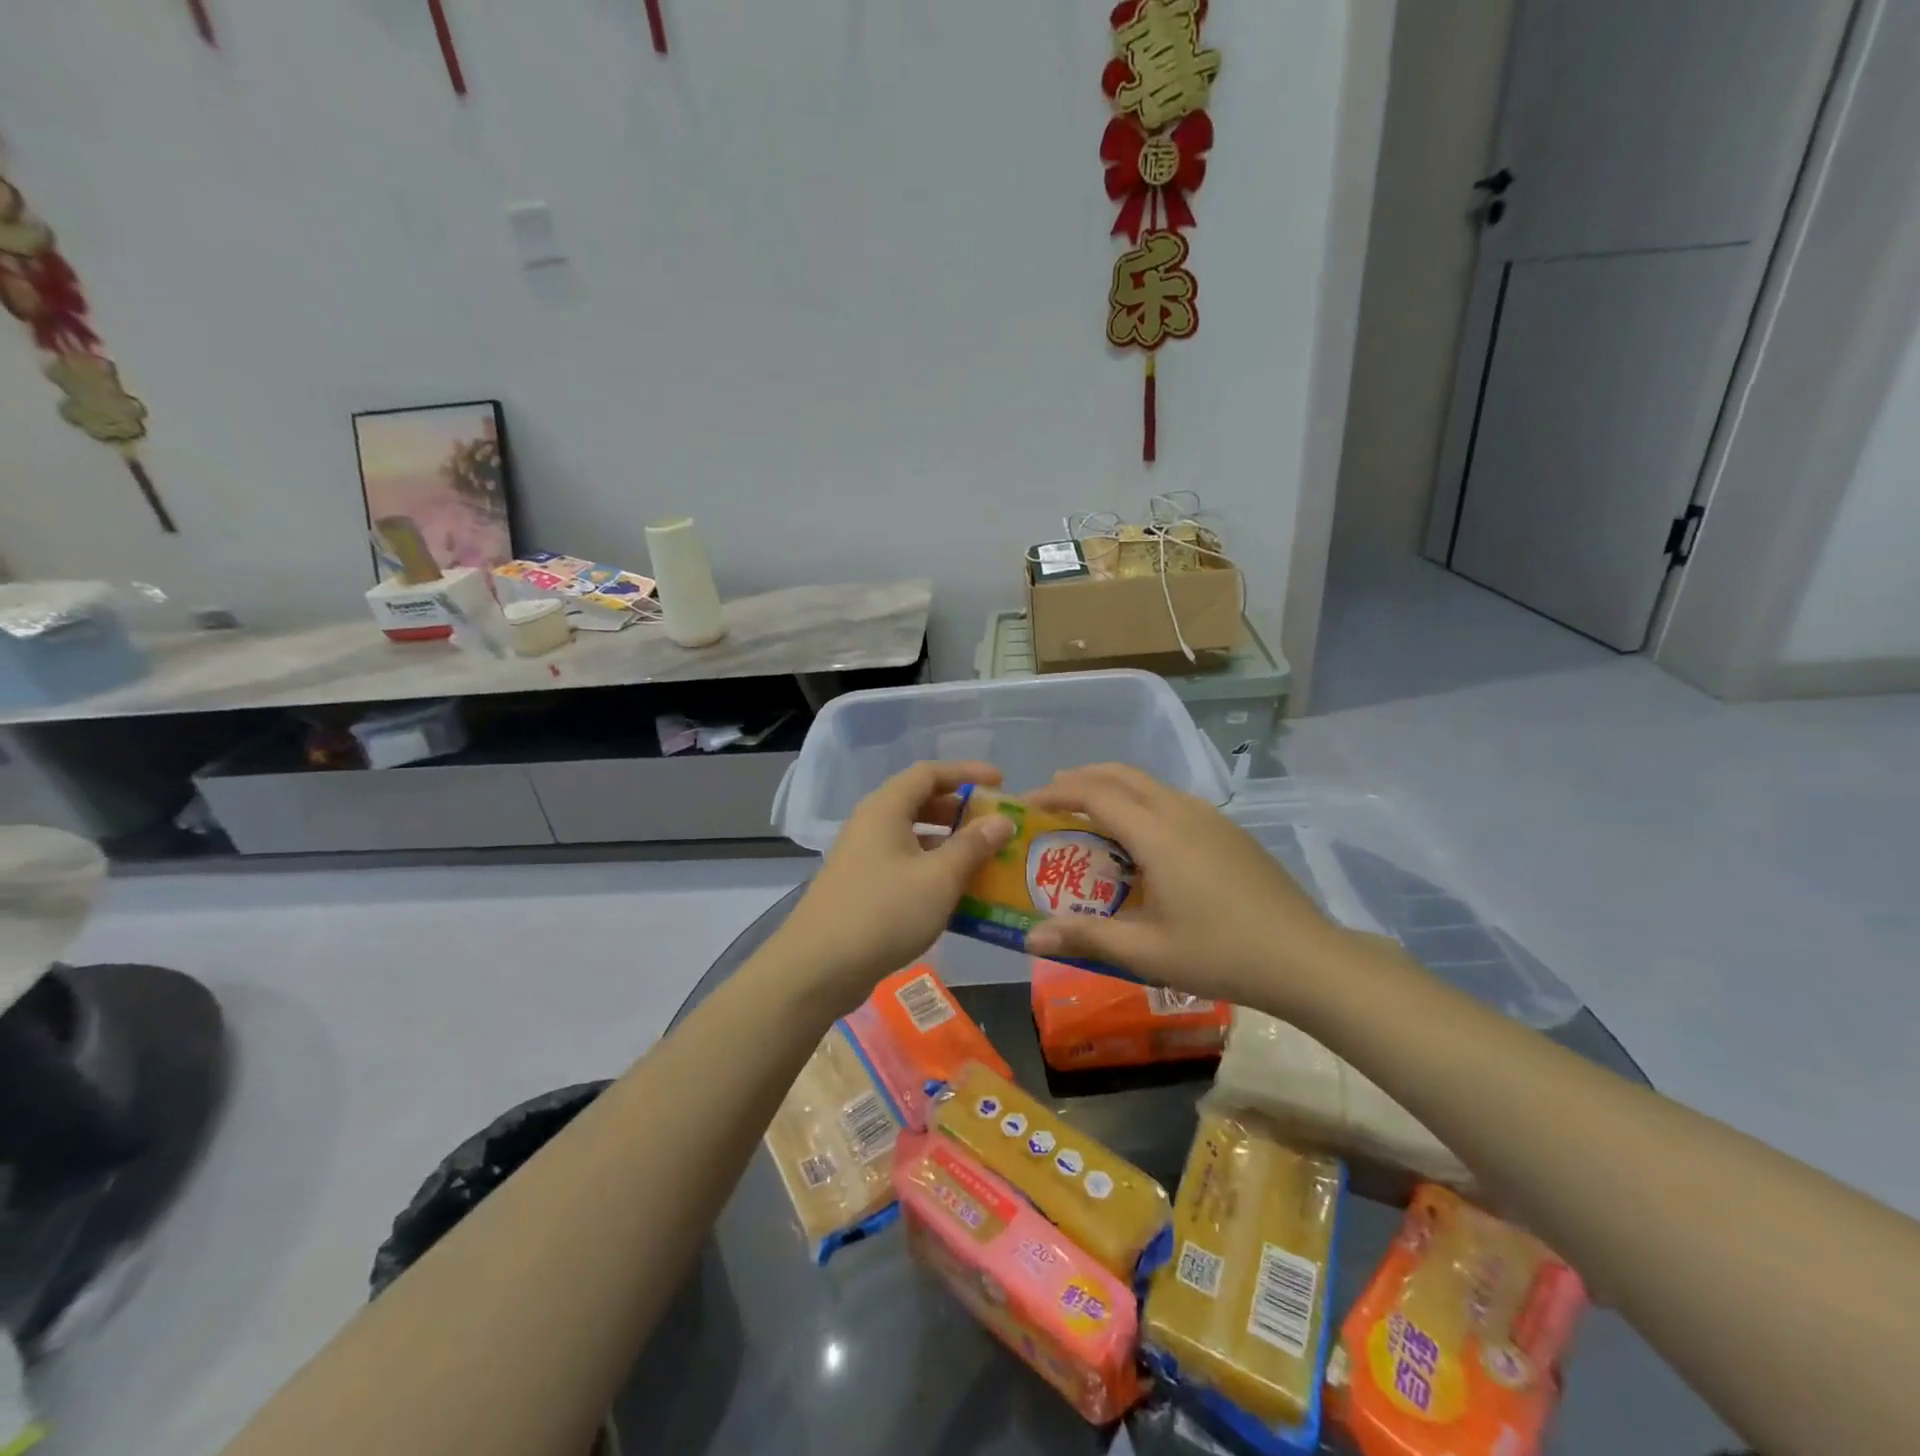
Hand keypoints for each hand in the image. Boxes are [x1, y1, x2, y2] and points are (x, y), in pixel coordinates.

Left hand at [770, 761, 1016, 1015]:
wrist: (818, 968)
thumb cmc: (884, 912)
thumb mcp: (939, 878)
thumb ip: (973, 846)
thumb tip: (1002, 820)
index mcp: (886, 809)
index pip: (929, 773)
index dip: (966, 772)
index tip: (1001, 783)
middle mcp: (871, 824)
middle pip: (920, 802)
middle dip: (960, 809)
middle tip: (994, 824)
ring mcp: (863, 856)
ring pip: (912, 836)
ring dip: (949, 843)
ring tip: (984, 858)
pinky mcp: (862, 886)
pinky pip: (904, 863)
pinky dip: (932, 868)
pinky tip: (956, 893)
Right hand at [1023, 764, 1344, 1008]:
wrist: (1306, 957)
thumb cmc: (1221, 953)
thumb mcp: (1147, 953)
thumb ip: (1086, 938)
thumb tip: (1030, 938)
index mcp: (1157, 833)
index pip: (1095, 794)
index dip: (1056, 793)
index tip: (1026, 804)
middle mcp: (1181, 811)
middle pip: (1122, 775)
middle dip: (1081, 778)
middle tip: (1051, 798)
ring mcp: (1210, 818)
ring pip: (1150, 784)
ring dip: (1113, 789)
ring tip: (1089, 816)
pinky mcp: (1228, 831)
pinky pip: (1172, 800)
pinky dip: (1141, 803)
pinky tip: (1142, 841)